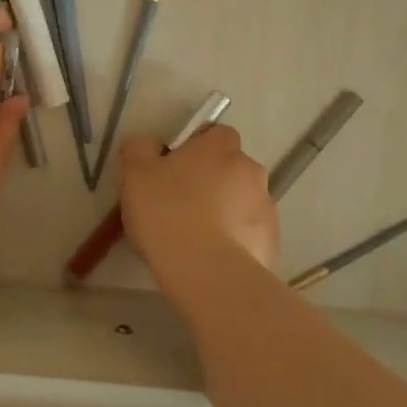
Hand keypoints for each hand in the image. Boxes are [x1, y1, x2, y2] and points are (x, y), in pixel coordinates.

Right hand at [118, 123, 278, 274]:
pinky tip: (211, 258)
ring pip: (241, 202)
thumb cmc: (167, 213)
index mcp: (221, 147)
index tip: (173, 170)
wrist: (206, 272)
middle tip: (180, 206)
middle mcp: (251, 169)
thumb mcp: (134, 174)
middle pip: (229, 169)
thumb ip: (139, 149)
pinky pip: (249, 234)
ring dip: (224, 212)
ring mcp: (267, 207)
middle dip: (210, 182)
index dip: (194, 149)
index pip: (214, 134)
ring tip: (195, 238)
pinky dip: (235, 241)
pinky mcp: (271, 242)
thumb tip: (149, 145)